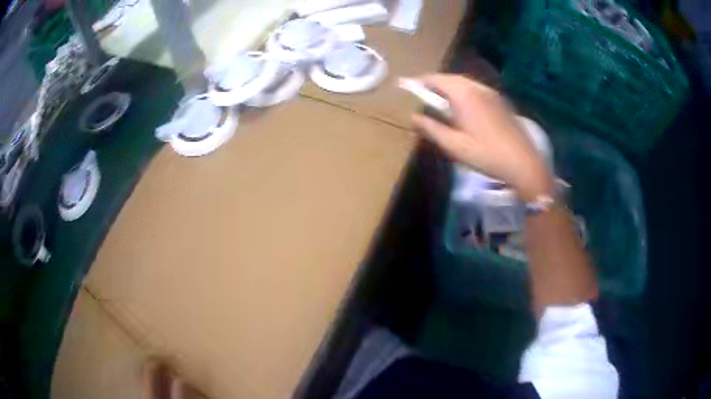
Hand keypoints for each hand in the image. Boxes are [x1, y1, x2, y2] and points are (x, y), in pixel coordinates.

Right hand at [411, 74, 551, 200]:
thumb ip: (431, 128)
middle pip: (451, 78)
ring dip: (450, 87)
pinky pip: (476, 89)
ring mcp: (491, 93)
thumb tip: (413, 117)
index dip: (420, 82)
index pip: (436, 79)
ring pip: (465, 82)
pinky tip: (464, 107)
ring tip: (442, 102)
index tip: (409, 87)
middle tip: (424, 96)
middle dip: (435, 84)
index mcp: (464, 95)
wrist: (523, 163)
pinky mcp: (501, 100)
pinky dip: (464, 92)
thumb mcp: (454, 145)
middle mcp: (477, 87)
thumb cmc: (486, 155)